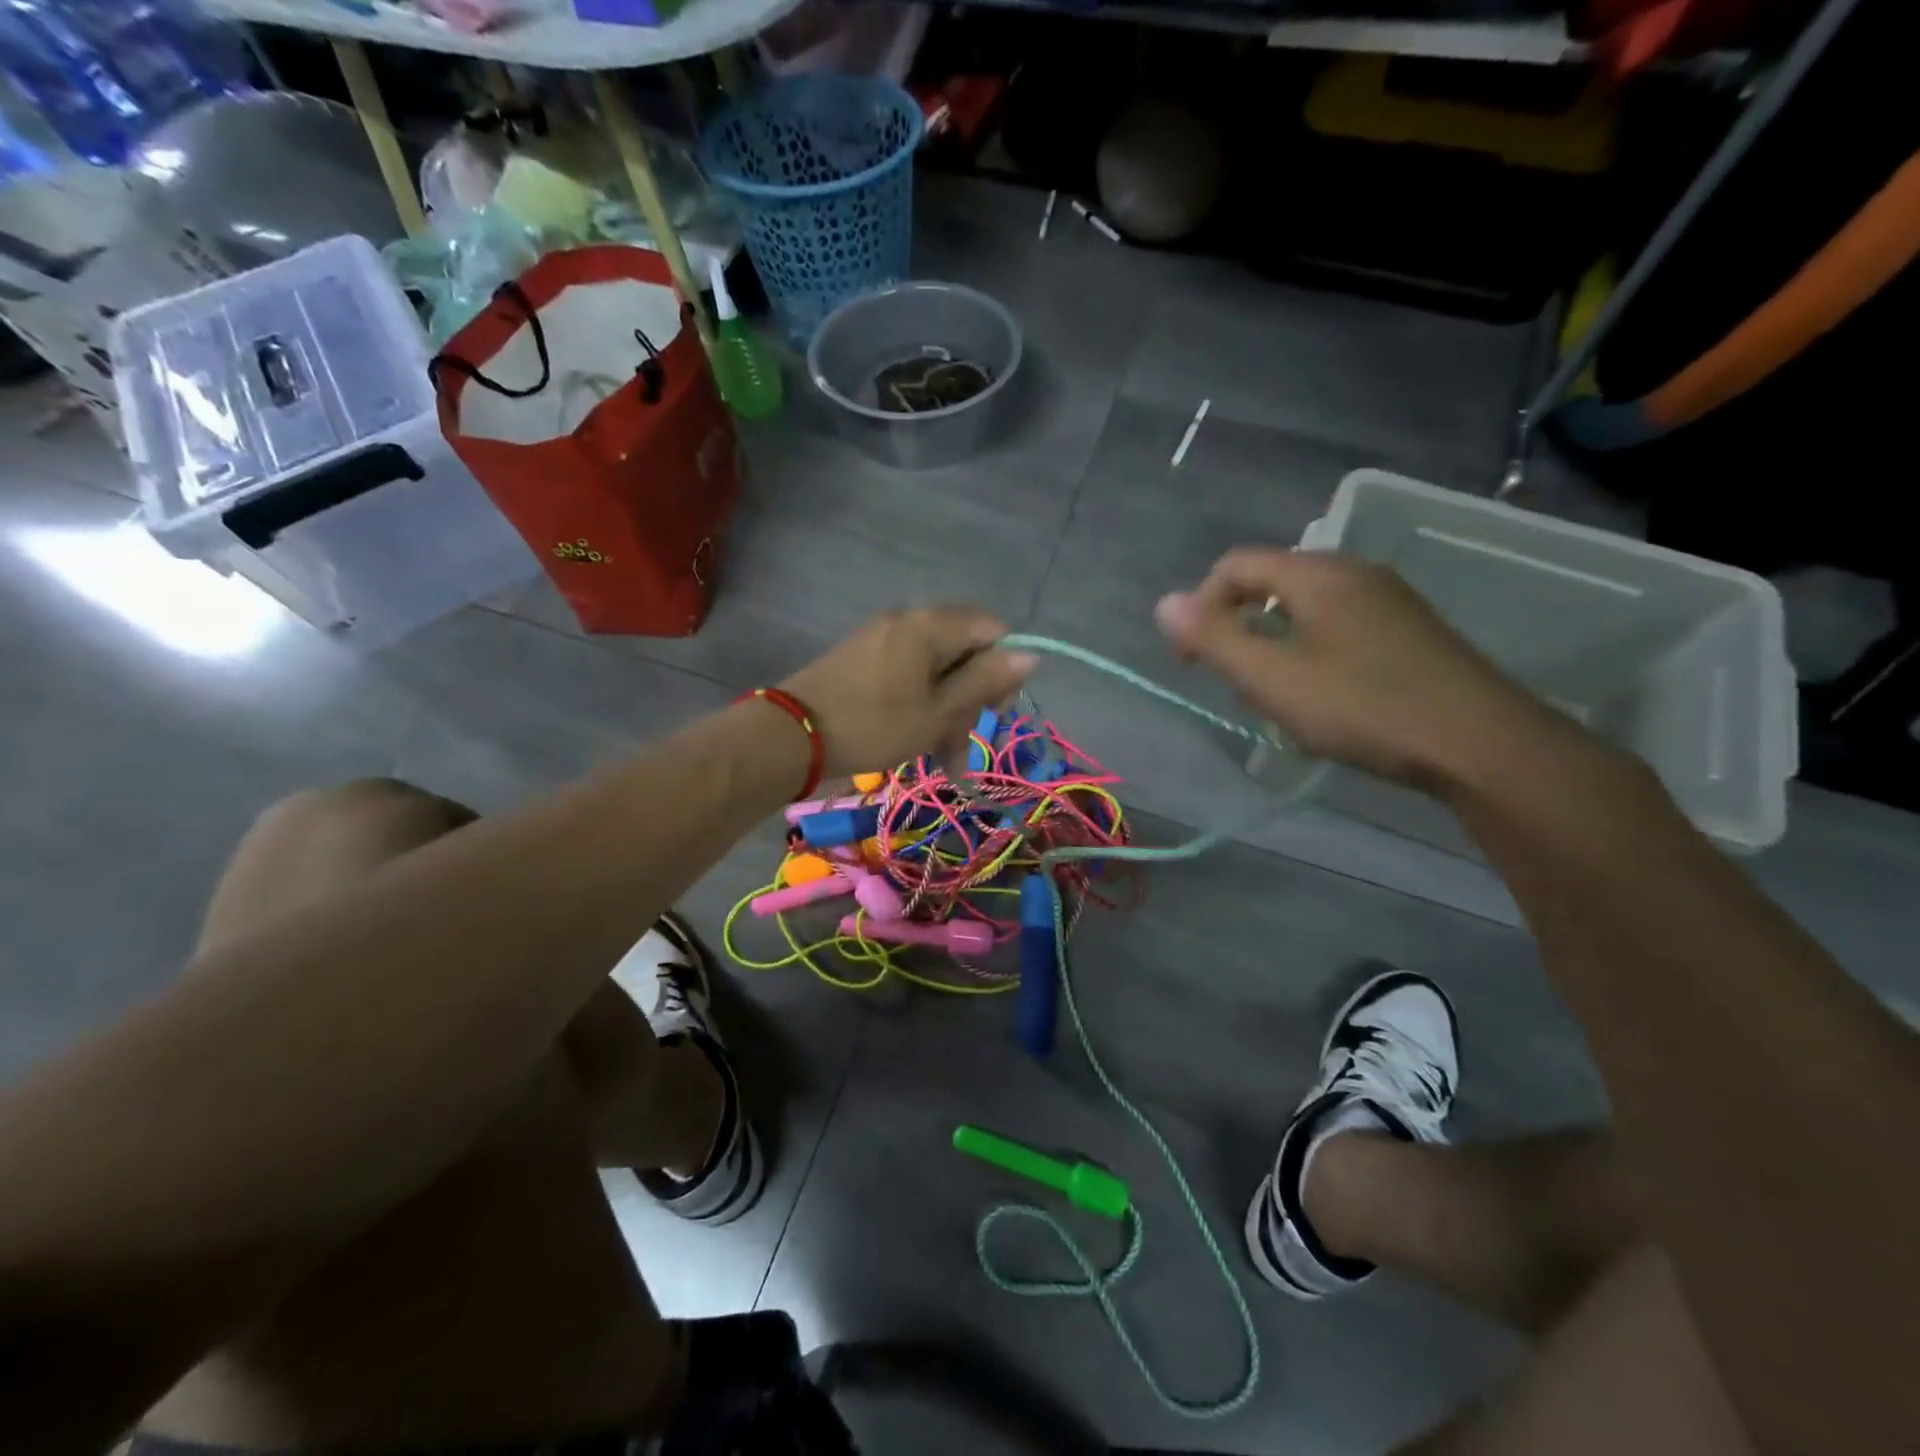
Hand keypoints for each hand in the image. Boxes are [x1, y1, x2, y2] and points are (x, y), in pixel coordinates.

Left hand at [780, 608, 1036, 777]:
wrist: (791, 735)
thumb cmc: (874, 724)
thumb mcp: (939, 711)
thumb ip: (985, 682)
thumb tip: (1030, 655)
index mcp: (931, 625)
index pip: (993, 630)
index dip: (1002, 669)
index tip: (992, 710)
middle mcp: (909, 620)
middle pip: (964, 650)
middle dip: (971, 698)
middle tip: (960, 742)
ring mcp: (882, 637)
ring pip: (936, 669)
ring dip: (946, 711)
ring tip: (942, 759)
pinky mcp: (863, 657)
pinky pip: (908, 674)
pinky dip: (920, 705)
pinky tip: (916, 740)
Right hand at [1155, 548, 1557, 794]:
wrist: (1480, 744)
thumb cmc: (1364, 707)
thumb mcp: (1272, 678)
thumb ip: (1213, 639)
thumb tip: (1164, 603)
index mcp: (1317, 574)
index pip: (1234, 566)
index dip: (1199, 606)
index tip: (1189, 659)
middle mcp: (1353, 572)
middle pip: (1269, 583)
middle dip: (1236, 627)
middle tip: (1235, 682)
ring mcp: (1387, 599)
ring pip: (1303, 607)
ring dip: (1272, 644)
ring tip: (1275, 695)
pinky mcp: (1408, 629)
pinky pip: (1336, 625)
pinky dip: (1309, 651)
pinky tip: (1323, 696)